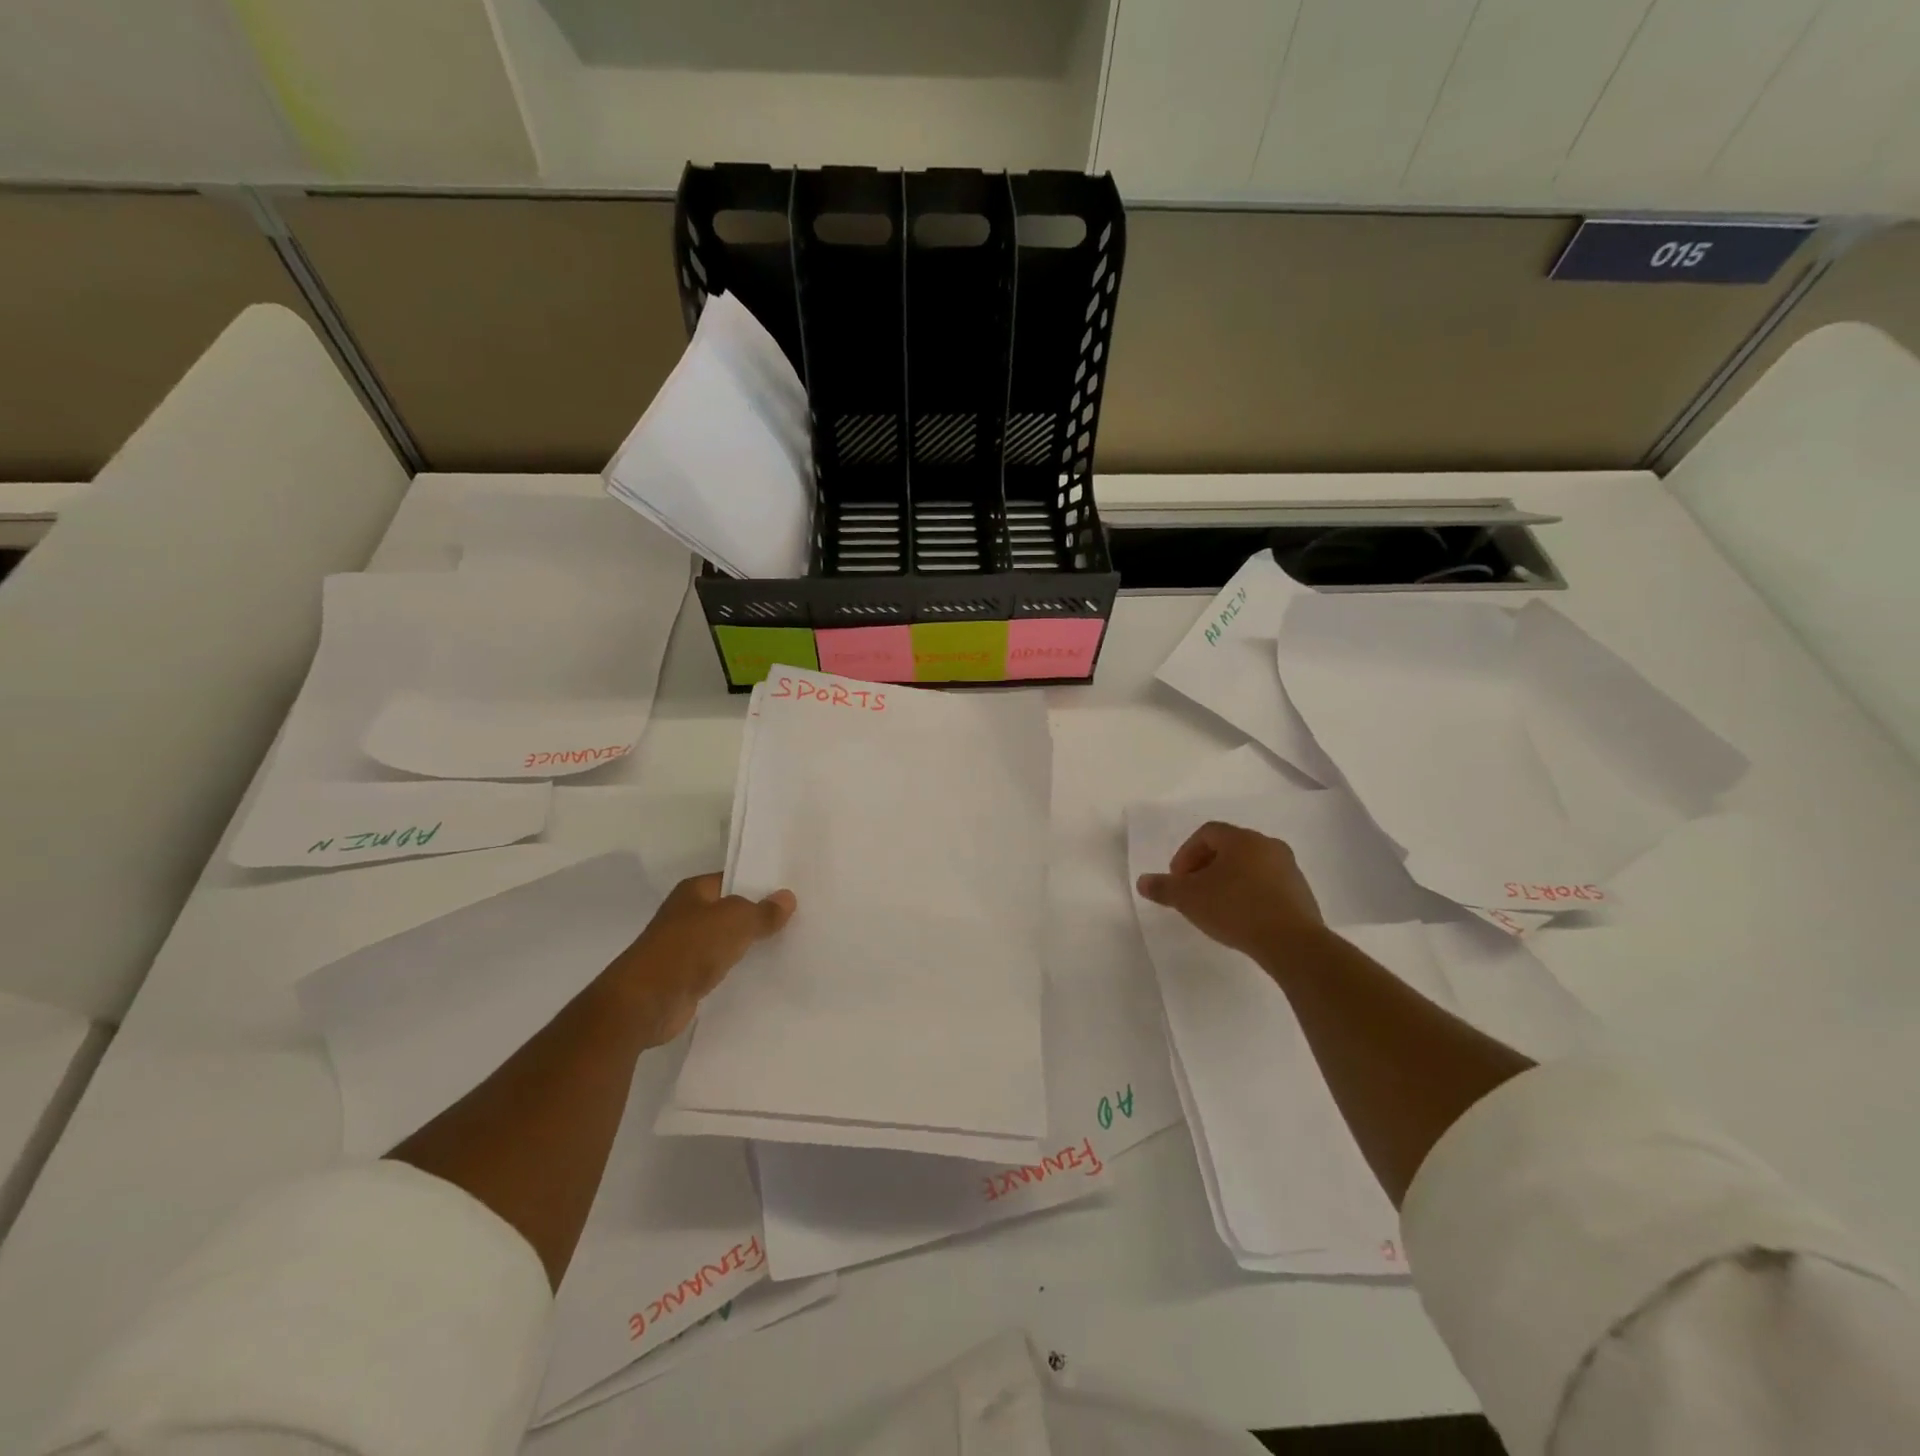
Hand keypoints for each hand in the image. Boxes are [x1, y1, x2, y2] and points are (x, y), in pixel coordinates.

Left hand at [600, 874, 795, 1047]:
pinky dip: (739, 968)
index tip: (793, 889)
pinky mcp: (688, 978)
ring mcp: (686, 947)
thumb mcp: (735, 921)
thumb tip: (787, 898)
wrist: (645, 1003)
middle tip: (800, 915)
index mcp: (694, 891)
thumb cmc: (688, 948)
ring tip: (790, 942)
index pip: (734, 878)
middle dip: (760, 914)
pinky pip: (721, 966)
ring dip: (750, 943)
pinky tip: (765, 971)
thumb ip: (763, 911)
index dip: (761, 883)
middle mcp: (688, 914)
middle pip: (732, 909)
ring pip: (728, 939)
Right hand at [1136, 821, 1323, 960]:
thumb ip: (1163, 887)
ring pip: (1250, 866)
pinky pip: (1268, 886)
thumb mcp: (1189, 898)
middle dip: (1206, 866)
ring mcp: (1290, 869)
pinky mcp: (1302, 894)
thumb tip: (1143, 881)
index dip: (1186, 853)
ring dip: (1229, 880)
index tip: (1178, 879)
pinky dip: (1250, 894)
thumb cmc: (1235, 909)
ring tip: (1216, 907)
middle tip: (1193, 890)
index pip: (1207, 833)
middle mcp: (1268, 846)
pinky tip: (1242, 918)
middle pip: (1229, 848)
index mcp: (1242, 839)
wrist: (1292, 943)